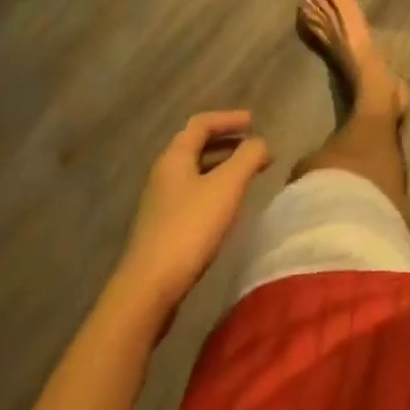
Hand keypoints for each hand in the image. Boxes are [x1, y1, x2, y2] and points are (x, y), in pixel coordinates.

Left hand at [119, 111, 271, 315]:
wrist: (147, 291)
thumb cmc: (190, 228)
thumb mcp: (227, 186)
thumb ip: (248, 157)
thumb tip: (261, 143)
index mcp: (175, 157)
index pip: (201, 123)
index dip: (228, 118)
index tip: (253, 122)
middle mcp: (163, 174)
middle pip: (196, 147)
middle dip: (227, 143)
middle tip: (253, 148)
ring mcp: (159, 204)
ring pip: (194, 173)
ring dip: (221, 167)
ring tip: (246, 176)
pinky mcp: (161, 230)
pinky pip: (191, 196)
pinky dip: (213, 190)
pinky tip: (226, 208)